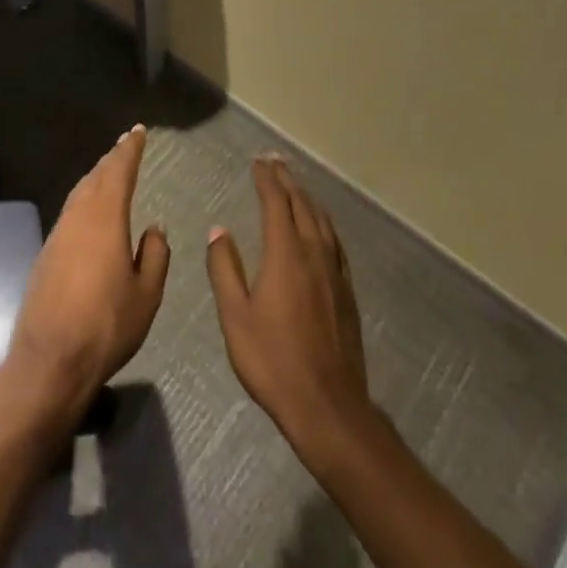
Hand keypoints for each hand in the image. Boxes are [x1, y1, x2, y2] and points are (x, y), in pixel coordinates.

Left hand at [0, 126, 169, 428]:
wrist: (49, 360)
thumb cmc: (106, 326)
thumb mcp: (146, 295)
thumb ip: (154, 256)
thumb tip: (154, 228)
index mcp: (105, 219)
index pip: (119, 172)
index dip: (129, 150)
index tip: (138, 132)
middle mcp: (78, 218)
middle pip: (95, 177)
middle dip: (112, 159)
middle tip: (125, 144)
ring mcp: (58, 235)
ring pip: (79, 193)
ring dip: (96, 177)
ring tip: (109, 170)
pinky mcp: (46, 254)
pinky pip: (70, 211)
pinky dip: (84, 198)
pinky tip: (91, 209)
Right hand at [207, 157, 372, 462]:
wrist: (327, 405)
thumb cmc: (273, 360)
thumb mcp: (235, 316)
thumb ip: (225, 269)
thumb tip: (219, 231)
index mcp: (286, 254)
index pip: (276, 203)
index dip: (266, 179)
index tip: (258, 162)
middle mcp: (314, 253)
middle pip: (302, 205)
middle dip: (287, 180)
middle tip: (275, 162)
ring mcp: (335, 272)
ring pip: (322, 221)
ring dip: (307, 197)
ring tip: (295, 185)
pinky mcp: (347, 290)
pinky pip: (335, 242)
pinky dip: (323, 223)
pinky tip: (320, 228)